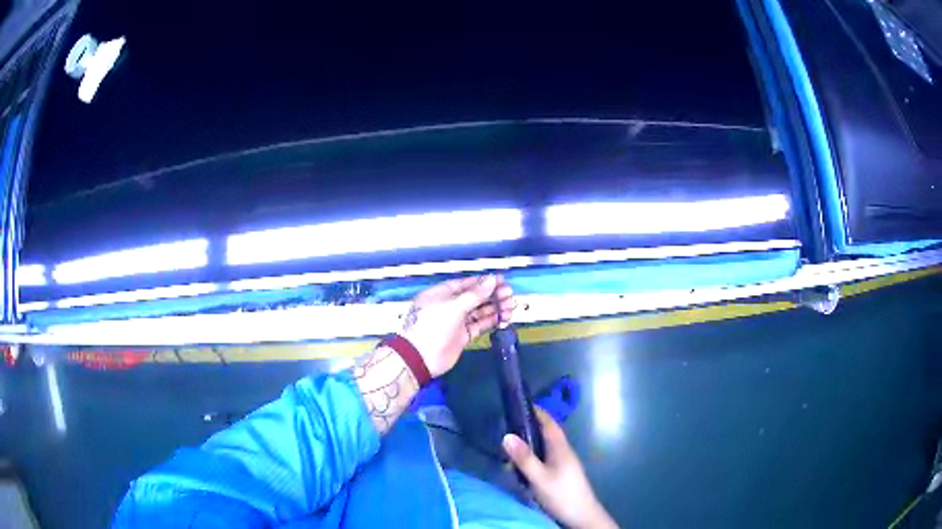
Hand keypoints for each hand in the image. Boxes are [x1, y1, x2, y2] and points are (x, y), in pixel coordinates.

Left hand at [400, 275, 512, 376]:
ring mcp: (456, 321)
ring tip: (510, 307)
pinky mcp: (462, 336)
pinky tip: (503, 318)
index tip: (501, 281)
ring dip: (494, 308)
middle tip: (509, 295)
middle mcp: (449, 306)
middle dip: (492, 295)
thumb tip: (492, 280)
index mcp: (442, 294)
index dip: (484, 282)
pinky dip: (491, 321)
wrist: (421, 358)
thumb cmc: (433, 326)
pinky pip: (479, 325)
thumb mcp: (454, 306)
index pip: (466, 284)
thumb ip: (475, 294)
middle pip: (474, 297)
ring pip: (479, 311)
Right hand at [503, 409, 617, 528]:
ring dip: (530, 444)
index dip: (536, 412)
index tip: (519, 404)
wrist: (582, 515)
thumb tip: (506, 435)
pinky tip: (522, 467)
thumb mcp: (539, 477)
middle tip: (507, 426)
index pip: (549, 422)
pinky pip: (545, 458)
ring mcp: (564, 463)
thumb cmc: (562, 494)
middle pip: (546, 433)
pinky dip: (533, 457)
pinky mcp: (561, 474)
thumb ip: (524, 458)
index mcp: (560, 447)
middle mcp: (563, 451)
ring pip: (545, 447)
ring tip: (510, 446)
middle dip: (529, 427)